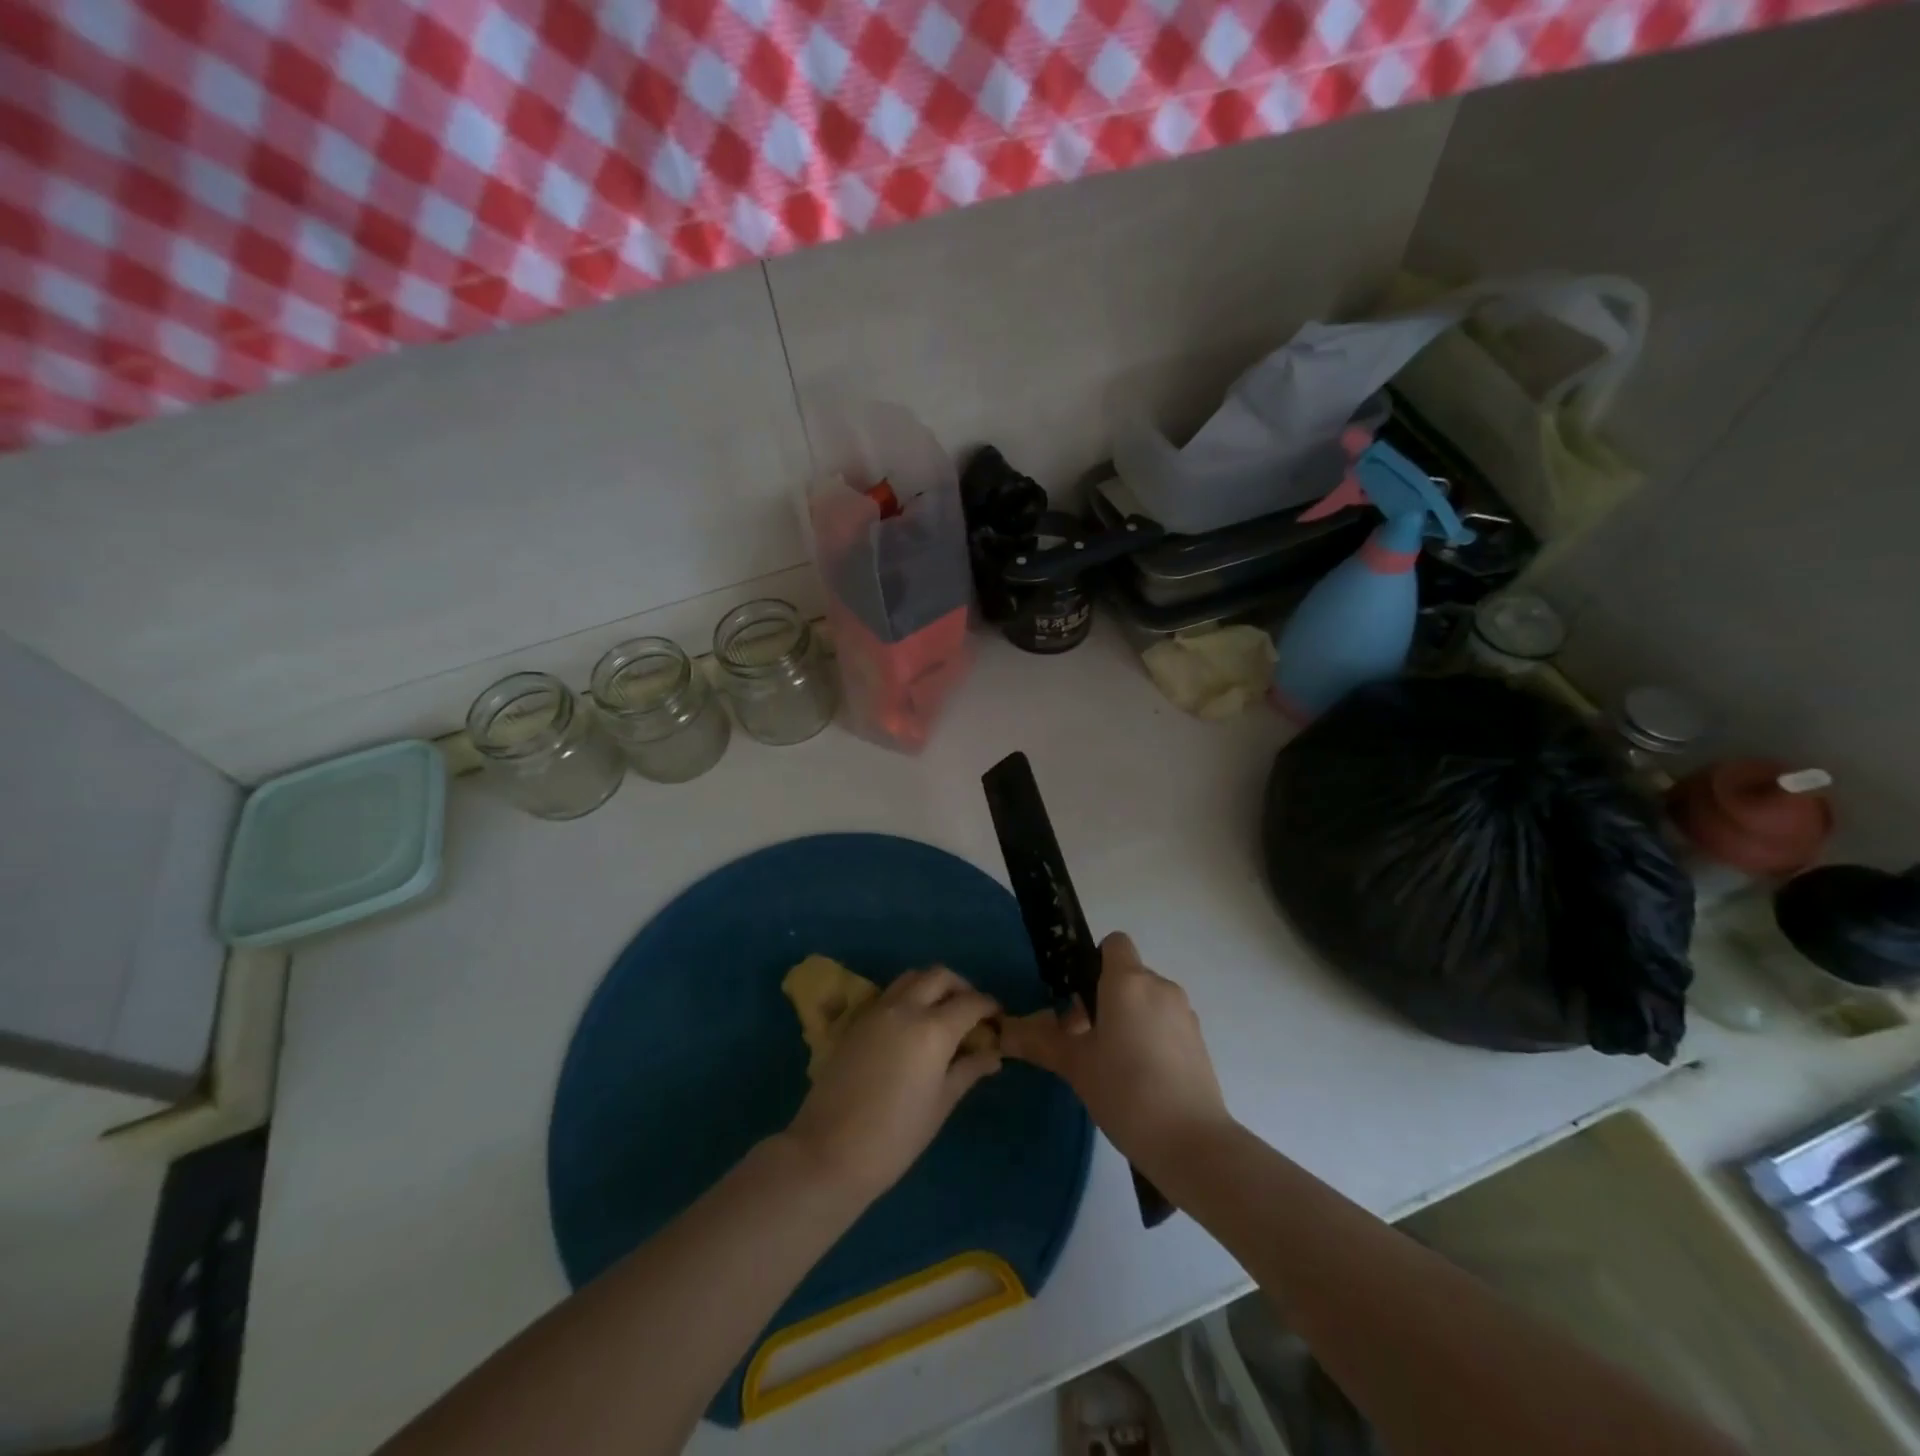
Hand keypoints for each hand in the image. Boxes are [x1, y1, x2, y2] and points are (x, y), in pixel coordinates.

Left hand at [783, 967, 1001, 1203]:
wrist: (829, 1151)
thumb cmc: (895, 1137)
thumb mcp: (941, 1104)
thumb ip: (968, 1071)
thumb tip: (993, 1055)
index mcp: (933, 1029)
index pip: (971, 1002)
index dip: (989, 1007)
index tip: (998, 1020)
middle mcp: (905, 1008)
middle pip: (940, 976)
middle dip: (961, 987)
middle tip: (971, 1012)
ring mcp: (877, 1010)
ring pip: (911, 977)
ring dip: (932, 986)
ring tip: (942, 1015)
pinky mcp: (856, 1020)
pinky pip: (890, 994)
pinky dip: (908, 997)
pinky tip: (912, 1027)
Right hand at [1001, 933, 1232, 1171]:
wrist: (1192, 1143)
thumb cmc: (1125, 1090)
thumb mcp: (1075, 1066)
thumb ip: (1041, 1041)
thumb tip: (1004, 1031)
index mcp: (1128, 981)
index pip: (1114, 943)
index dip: (1093, 962)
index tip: (1079, 999)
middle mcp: (1160, 986)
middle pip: (1128, 975)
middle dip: (1105, 998)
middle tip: (1085, 1040)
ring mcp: (1184, 1013)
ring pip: (1147, 1000)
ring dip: (1129, 1018)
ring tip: (1113, 1064)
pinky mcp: (1199, 1040)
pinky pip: (1166, 1023)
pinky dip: (1151, 1037)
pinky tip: (1141, 1079)